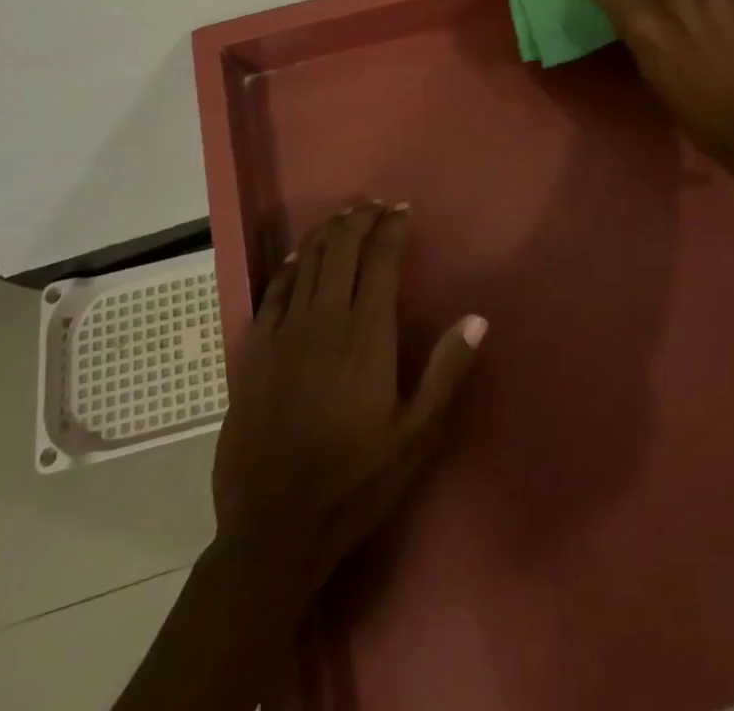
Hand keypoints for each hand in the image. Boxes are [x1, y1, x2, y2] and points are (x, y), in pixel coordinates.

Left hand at [212, 202, 485, 590]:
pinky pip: (274, 291)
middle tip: (375, 206)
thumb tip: (476, 318)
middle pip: (342, 249)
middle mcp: (325, 319)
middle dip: (360, 220)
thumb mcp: (416, 435)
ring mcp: (286, 332)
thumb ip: (445, 371)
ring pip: (308, 262)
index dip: (392, 228)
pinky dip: (289, 266)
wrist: (275, 526)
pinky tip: (298, 258)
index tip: (403, 210)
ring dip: (328, 233)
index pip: (381, 260)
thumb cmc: (356, 482)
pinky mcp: (257, 350)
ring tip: (344, 218)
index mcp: (367, 334)